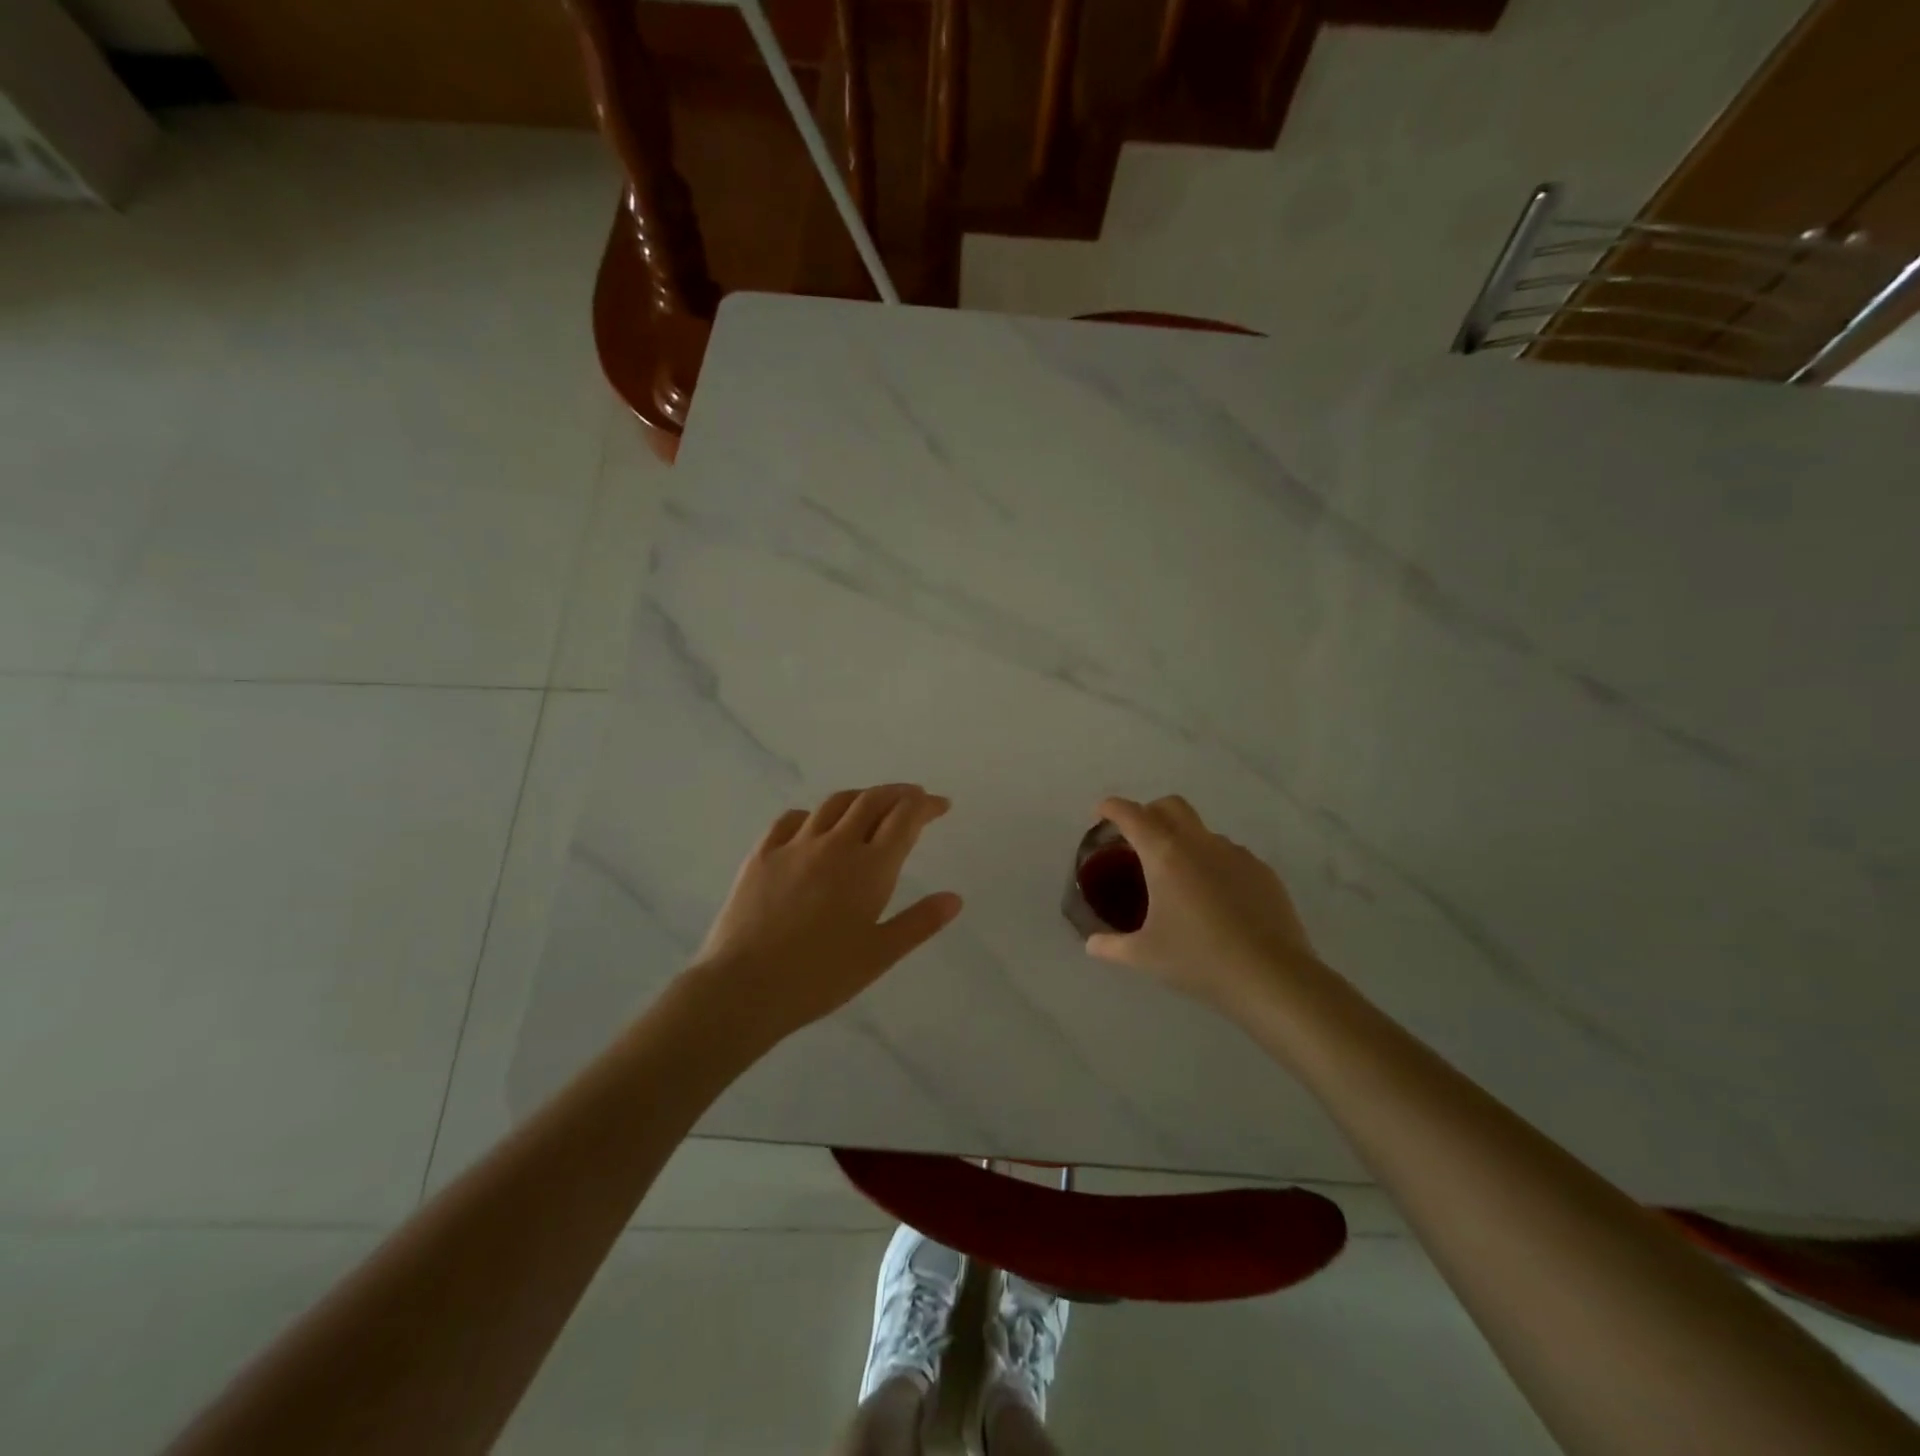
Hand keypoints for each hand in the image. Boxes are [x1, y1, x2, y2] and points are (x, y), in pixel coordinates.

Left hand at [692, 785, 963, 1043]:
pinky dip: (813, 814)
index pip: (905, 818)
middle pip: (872, 801)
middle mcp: (835, 844)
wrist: (746, 987)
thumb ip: (920, 923)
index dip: (926, 805)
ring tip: (871, 804)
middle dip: (898, 794)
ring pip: (834, 804)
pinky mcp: (762, 854)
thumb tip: (954, 898)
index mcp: (870, 867)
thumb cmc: (821, 977)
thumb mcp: (880, 955)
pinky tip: (814, 824)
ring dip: (860, 797)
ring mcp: (795, 845)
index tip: (940, 805)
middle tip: (913, 797)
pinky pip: (791, 819)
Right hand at [1085, 795, 1318, 1017]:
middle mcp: (1200, 843)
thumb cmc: (1199, 960)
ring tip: (1178, 879)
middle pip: (1170, 806)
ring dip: (1183, 841)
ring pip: (1201, 832)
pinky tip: (1214, 899)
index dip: (1111, 808)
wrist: (1272, 977)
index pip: (1131, 815)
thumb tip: (1091, 945)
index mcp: (1165, 855)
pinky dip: (1212, 864)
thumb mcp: (1144, 956)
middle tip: (1137, 839)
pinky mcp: (1262, 871)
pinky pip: (1228, 855)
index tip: (1101, 814)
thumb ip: (1111, 946)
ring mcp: (1235, 854)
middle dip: (1149, 812)